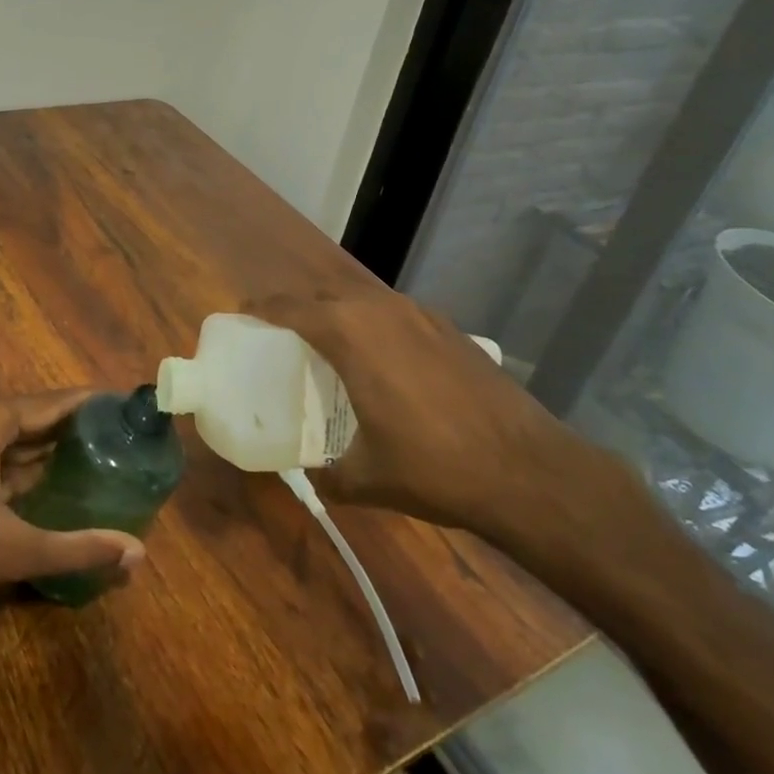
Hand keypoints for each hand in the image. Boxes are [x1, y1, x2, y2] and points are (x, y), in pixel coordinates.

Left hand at [0, 388, 145, 627]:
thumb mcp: (13, 551)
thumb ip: (78, 548)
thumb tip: (138, 554)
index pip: (53, 403)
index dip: (91, 404)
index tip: (128, 406)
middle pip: (32, 415)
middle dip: (73, 427)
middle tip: (120, 437)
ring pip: (10, 433)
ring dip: (45, 445)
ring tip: (95, 453)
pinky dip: (18, 460)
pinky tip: (48, 478)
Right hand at [247, 284, 596, 544]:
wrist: (529, 471)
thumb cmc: (434, 467)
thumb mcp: (366, 478)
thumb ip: (326, 473)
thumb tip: (309, 474)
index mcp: (349, 333)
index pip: (290, 307)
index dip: (261, 307)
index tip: (244, 314)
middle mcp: (381, 310)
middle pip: (325, 295)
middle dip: (299, 309)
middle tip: (283, 337)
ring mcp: (421, 315)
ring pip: (363, 301)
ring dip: (339, 315)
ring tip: (330, 347)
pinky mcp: (450, 329)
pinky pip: (395, 314)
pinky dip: (375, 326)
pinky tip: (384, 363)